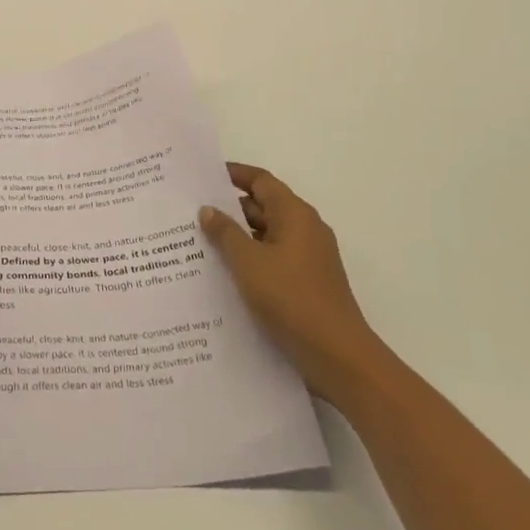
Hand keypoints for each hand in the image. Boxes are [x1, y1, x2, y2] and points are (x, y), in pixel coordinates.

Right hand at [201, 161, 381, 403]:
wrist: (337, 355)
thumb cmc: (290, 298)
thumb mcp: (248, 262)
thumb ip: (225, 233)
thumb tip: (208, 209)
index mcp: (295, 214)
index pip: (261, 180)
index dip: (233, 174)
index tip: (203, 176)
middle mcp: (305, 229)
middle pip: (264, 206)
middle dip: (229, 208)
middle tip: (192, 212)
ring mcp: (309, 257)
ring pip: (267, 235)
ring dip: (238, 237)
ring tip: (200, 242)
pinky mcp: (307, 282)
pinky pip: (273, 258)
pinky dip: (250, 259)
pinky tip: (224, 273)